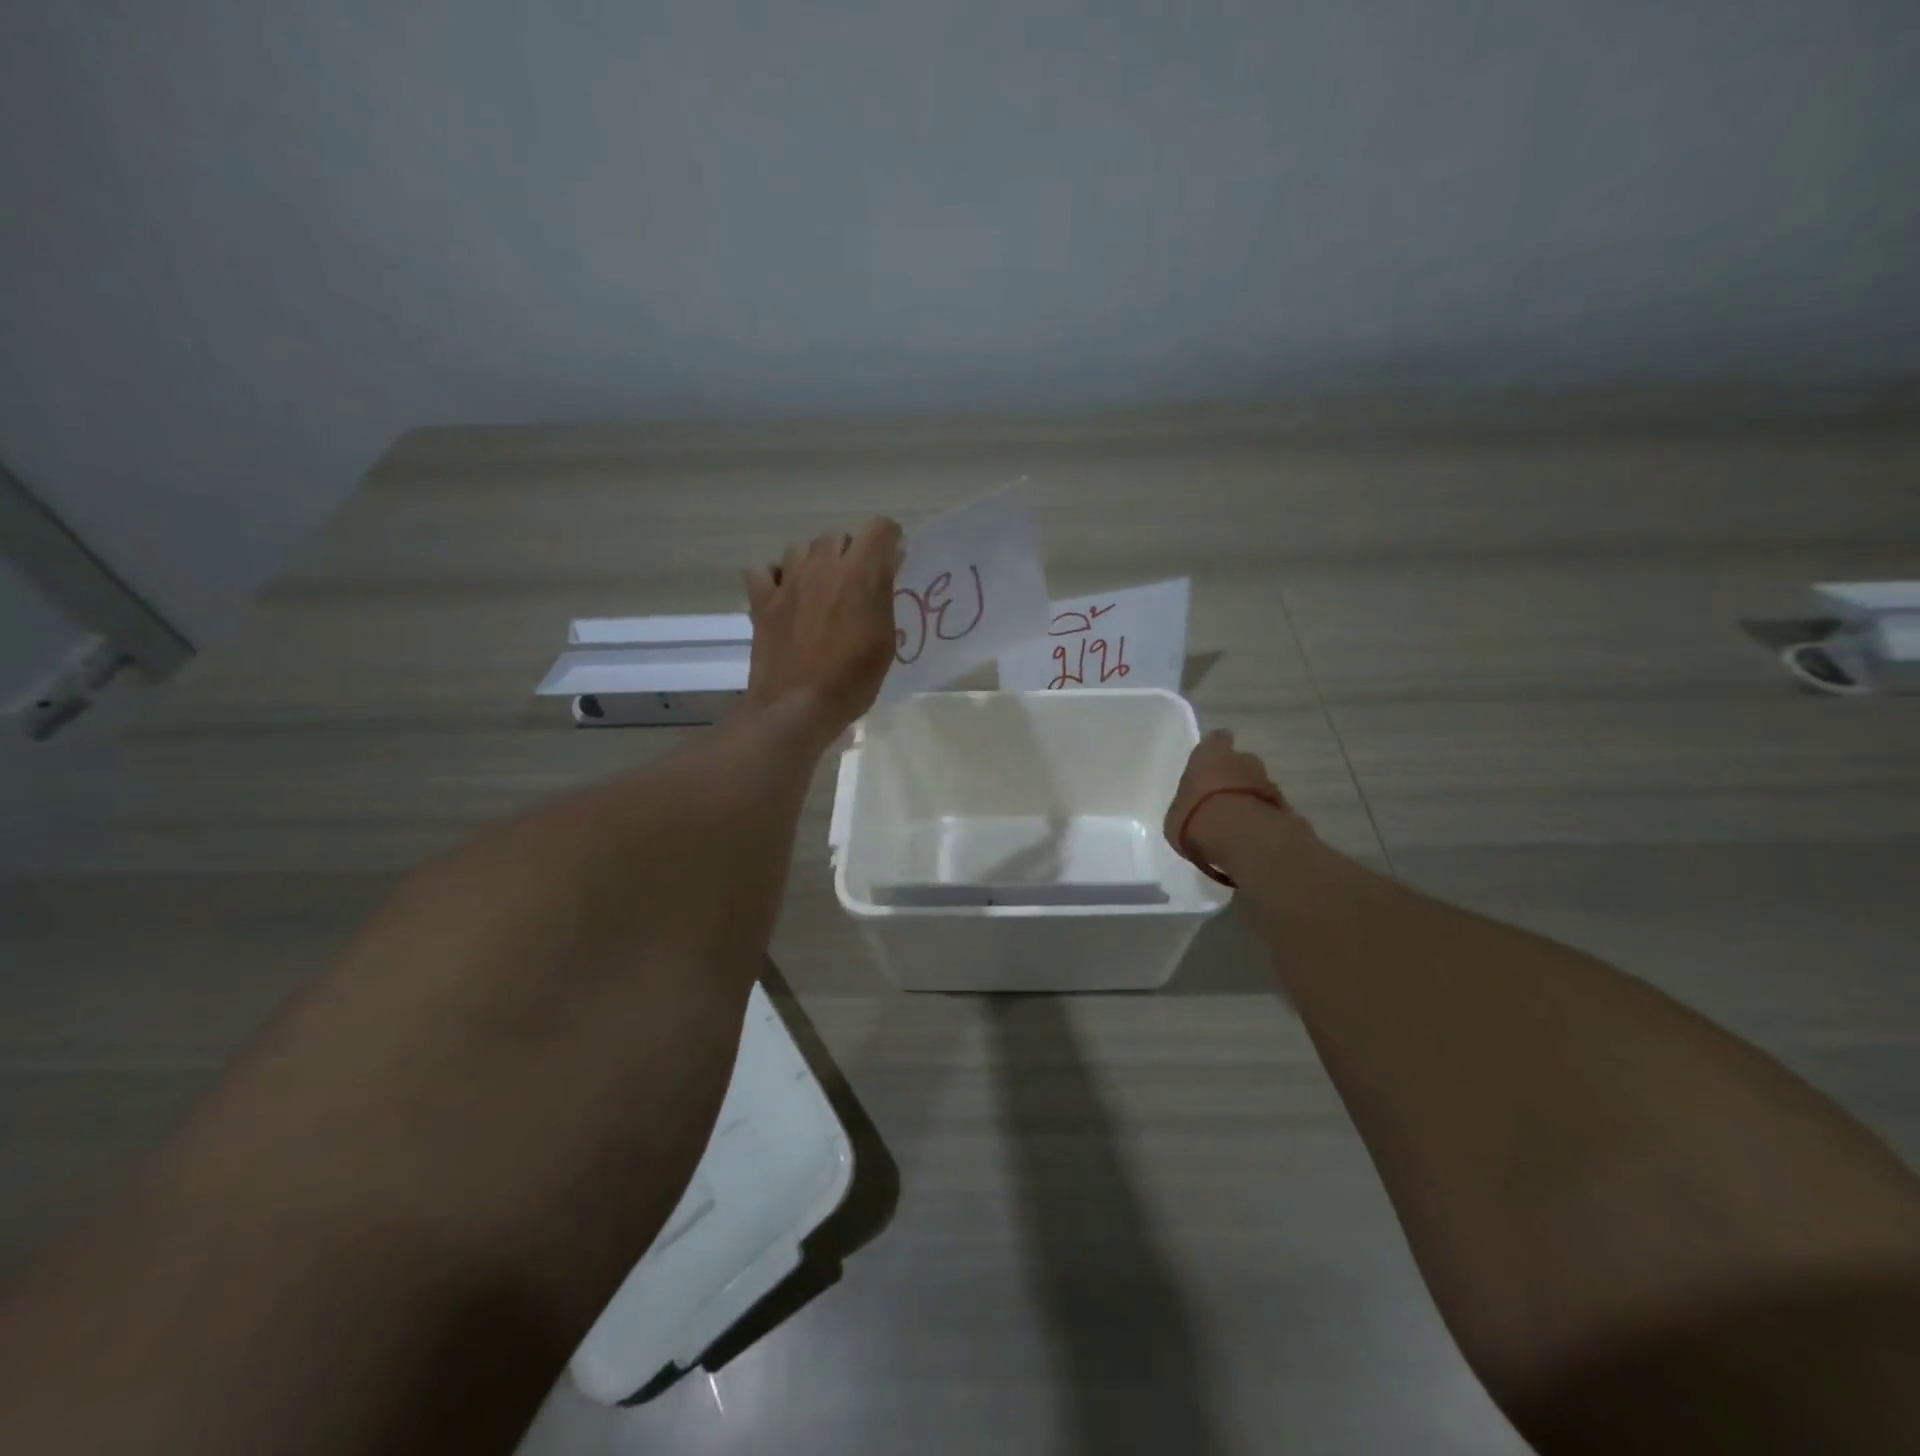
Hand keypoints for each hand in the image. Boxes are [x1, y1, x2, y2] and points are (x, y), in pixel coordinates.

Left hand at [744, 518, 904, 743]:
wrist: (798, 707)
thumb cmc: (852, 679)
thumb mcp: (884, 640)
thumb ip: (884, 594)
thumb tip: (888, 562)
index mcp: (859, 574)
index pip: (880, 528)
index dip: (889, 542)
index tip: (892, 563)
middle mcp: (822, 566)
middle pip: (838, 537)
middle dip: (851, 553)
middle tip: (855, 586)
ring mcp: (787, 581)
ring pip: (800, 548)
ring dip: (814, 562)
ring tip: (820, 590)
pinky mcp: (761, 600)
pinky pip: (763, 570)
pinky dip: (775, 577)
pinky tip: (785, 596)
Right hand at [1164, 729, 1300, 868]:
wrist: (1241, 838)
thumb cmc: (1196, 817)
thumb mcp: (1176, 814)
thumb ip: (1188, 804)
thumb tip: (1193, 809)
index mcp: (1210, 755)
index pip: (1217, 739)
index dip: (1214, 750)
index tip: (1209, 764)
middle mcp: (1243, 760)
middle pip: (1241, 762)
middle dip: (1235, 776)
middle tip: (1221, 799)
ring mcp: (1268, 782)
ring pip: (1258, 785)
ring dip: (1250, 798)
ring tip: (1236, 822)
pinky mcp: (1286, 807)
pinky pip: (1269, 808)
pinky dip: (1262, 818)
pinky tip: (1250, 836)